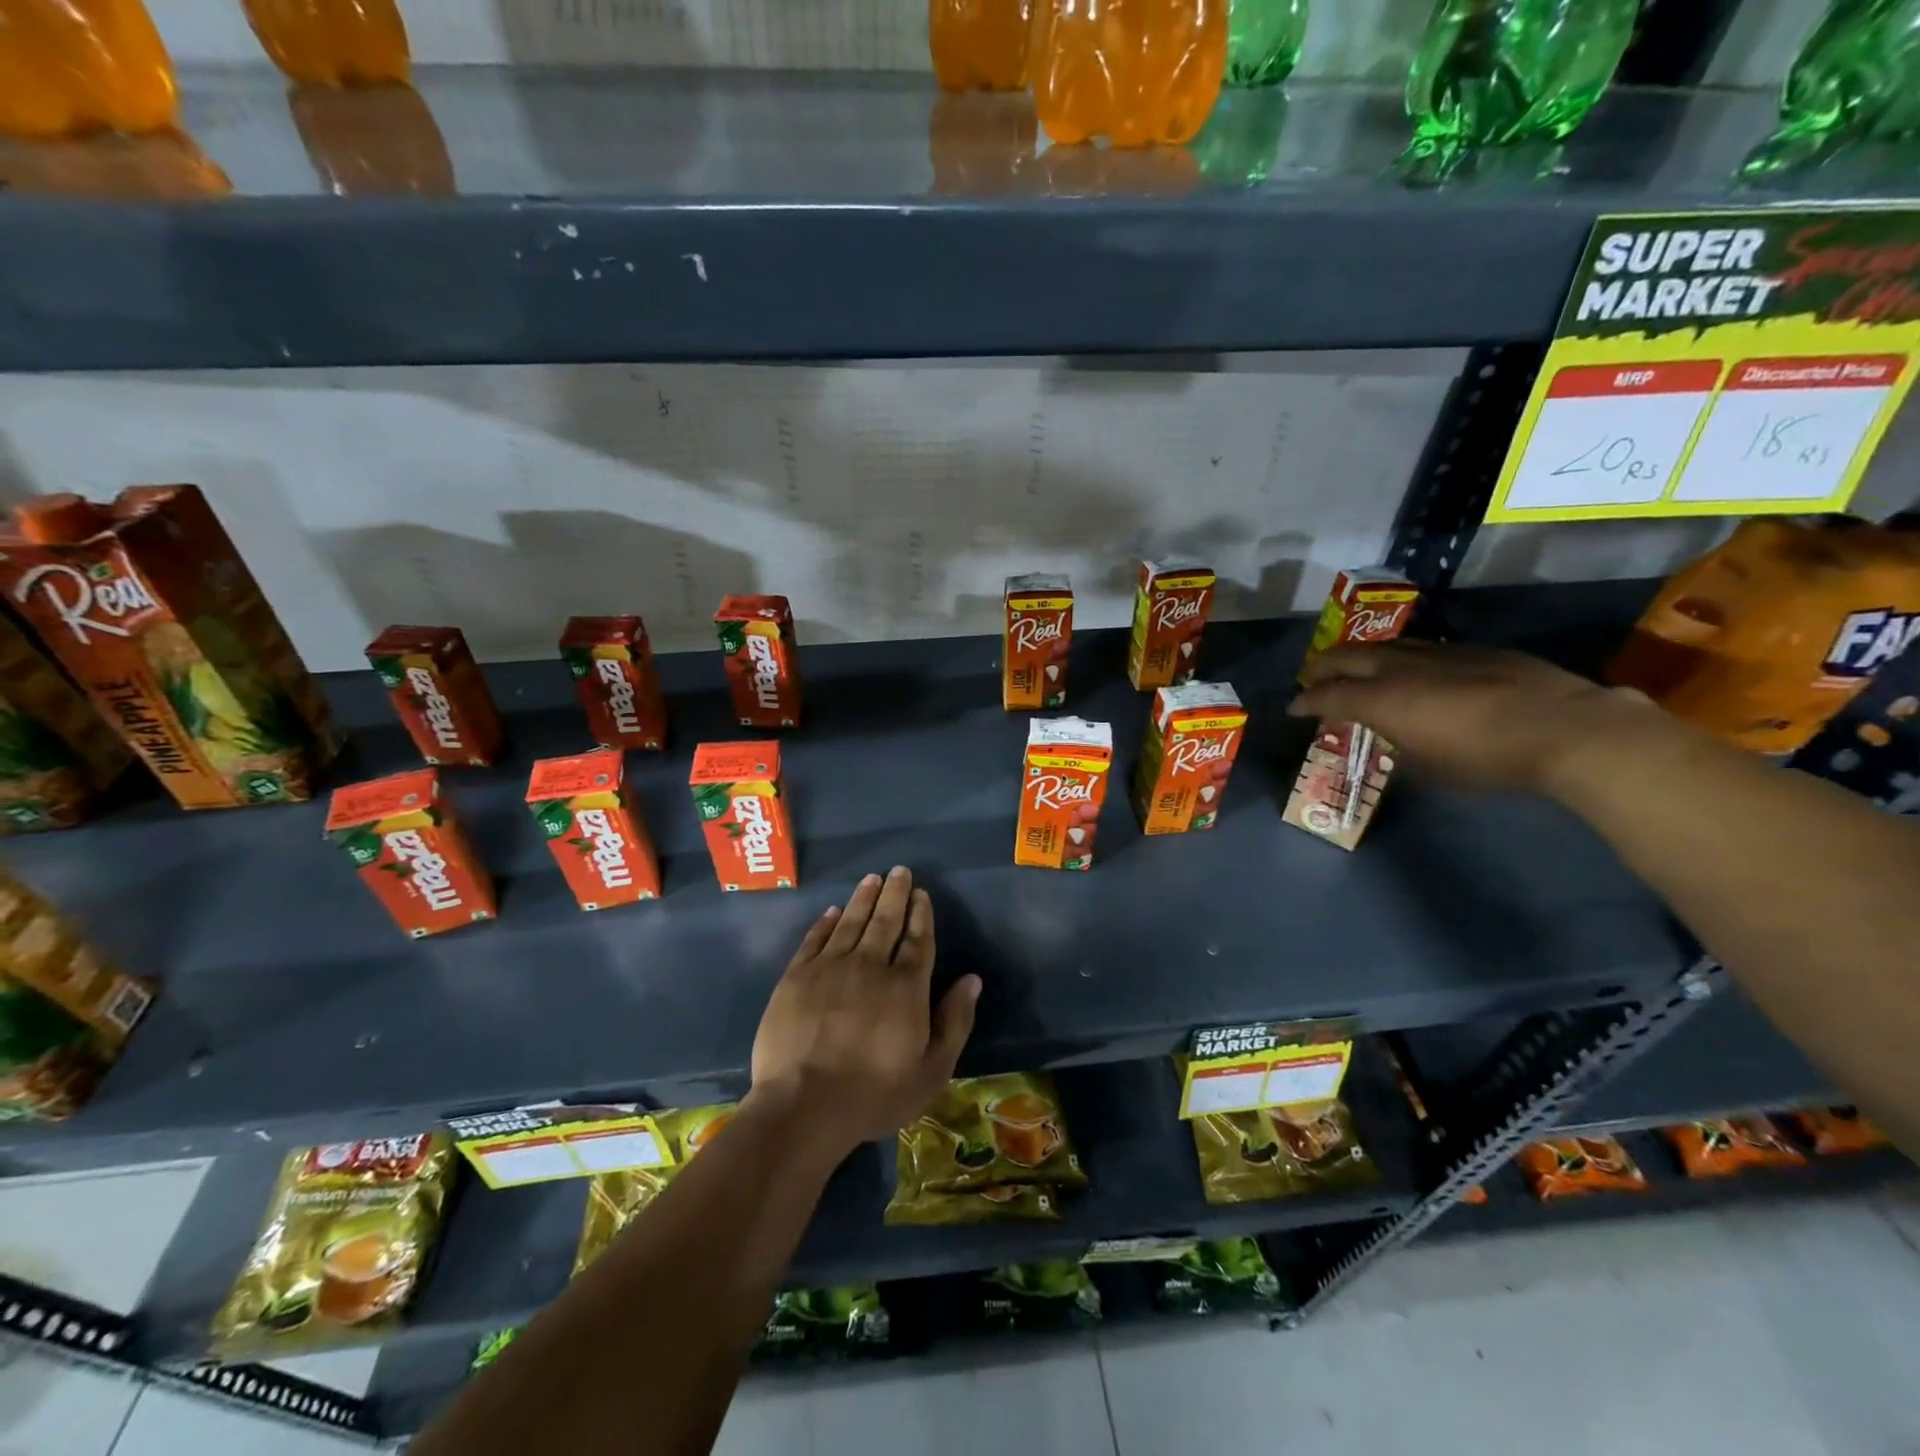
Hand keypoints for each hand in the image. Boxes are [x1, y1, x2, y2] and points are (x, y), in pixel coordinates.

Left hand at [748, 866, 980, 1159]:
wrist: (803, 1106)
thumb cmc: (874, 1095)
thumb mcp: (931, 1071)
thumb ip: (954, 1022)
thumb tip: (972, 980)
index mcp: (906, 987)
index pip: (918, 941)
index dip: (921, 915)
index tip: (922, 894)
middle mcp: (870, 966)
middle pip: (885, 921)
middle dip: (895, 894)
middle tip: (900, 870)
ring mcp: (829, 968)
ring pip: (851, 922)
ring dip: (864, 898)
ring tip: (872, 878)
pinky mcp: (796, 976)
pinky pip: (815, 938)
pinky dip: (826, 921)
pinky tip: (834, 910)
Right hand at [1289, 641, 1667, 794]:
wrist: (1565, 728)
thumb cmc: (1485, 758)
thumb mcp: (1427, 765)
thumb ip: (1398, 742)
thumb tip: (1392, 733)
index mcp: (1381, 699)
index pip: (1327, 694)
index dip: (1305, 702)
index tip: (1293, 708)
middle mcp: (1400, 667)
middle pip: (1346, 657)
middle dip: (1322, 668)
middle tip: (1312, 679)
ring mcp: (1437, 652)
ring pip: (1383, 646)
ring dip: (1360, 657)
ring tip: (1355, 669)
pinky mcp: (1472, 650)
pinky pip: (1420, 649)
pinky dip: (1400, 659)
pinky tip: (1412, 672)